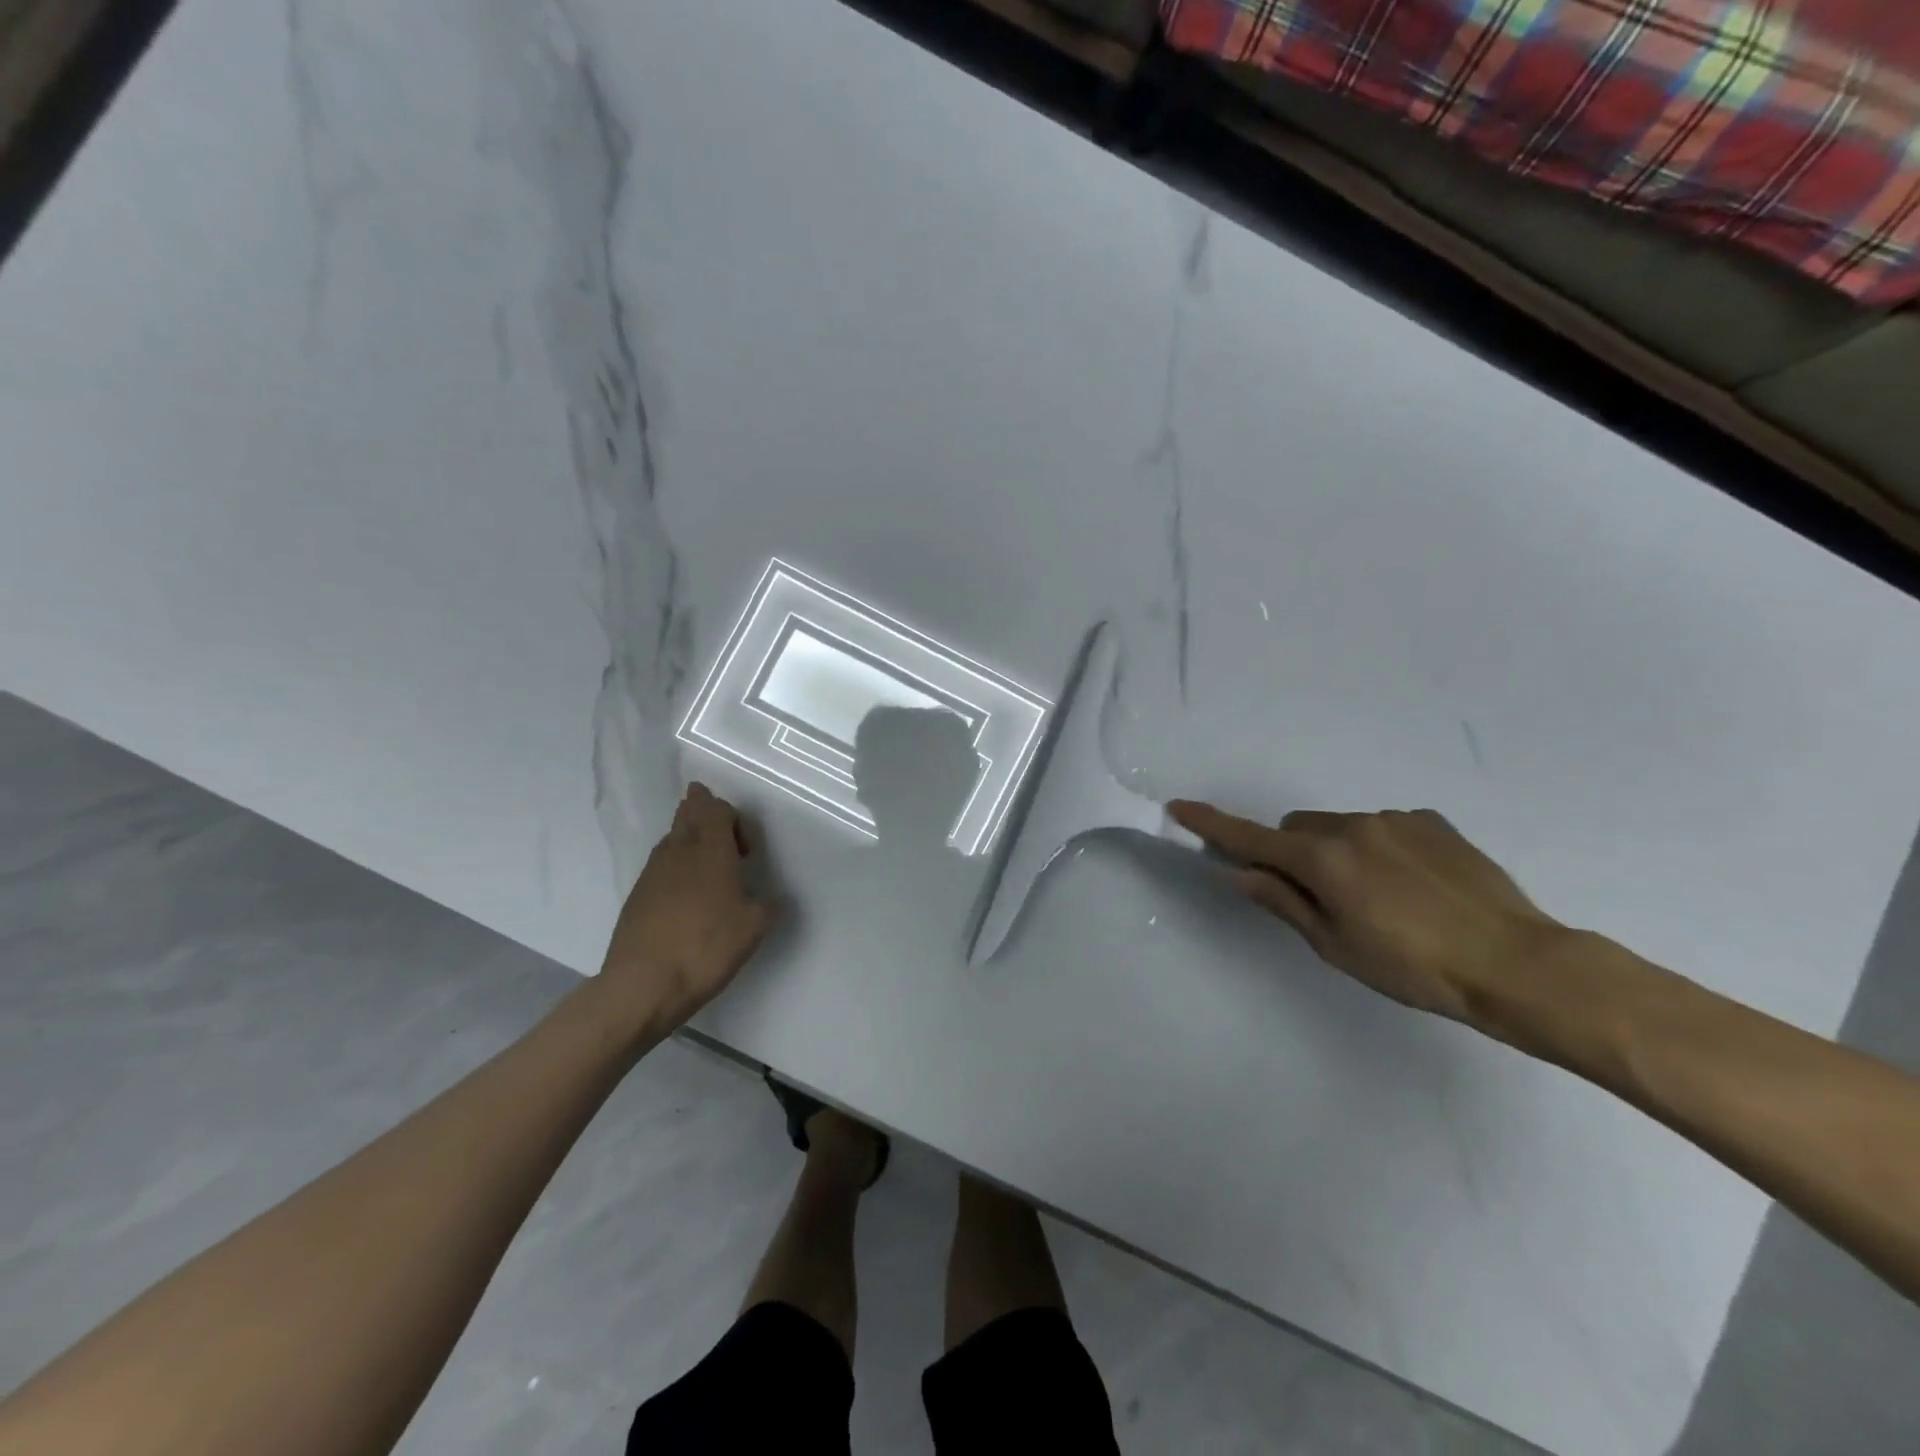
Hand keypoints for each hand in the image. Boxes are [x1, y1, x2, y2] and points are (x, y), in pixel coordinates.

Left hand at [598, 783, 775, 1030]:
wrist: (643, 985)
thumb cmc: (706, 947)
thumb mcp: (754, 928)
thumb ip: (767, 905)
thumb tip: (770, 899)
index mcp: (711, 850)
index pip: (716, 809)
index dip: (732, 818)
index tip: (746, 851)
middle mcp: (679, 852)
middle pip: (688, 814)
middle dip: (701, 809)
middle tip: (716, 821)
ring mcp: (652, 873)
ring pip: (671, 840)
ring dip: (688, 840)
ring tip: (705, 863)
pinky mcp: (636, 897)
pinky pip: (660, 867)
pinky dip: (674, 868)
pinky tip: (685, 896)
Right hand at [1167, 801, 1565, 1022]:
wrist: (1518, 964)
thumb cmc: (1414, 968)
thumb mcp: (1335, 946)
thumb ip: (1283, 902)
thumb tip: (1240, 873)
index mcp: (1323, 859)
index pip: (1250, 838)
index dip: (1211, 824)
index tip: (1179, 808)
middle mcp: (1352, 825)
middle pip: (1296, 827)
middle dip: (1293, 852)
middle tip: (1320, 898)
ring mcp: (1395, 819)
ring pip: (1340, 827)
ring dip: (1338, 851)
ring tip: (1382, 899)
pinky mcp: (1432, 821)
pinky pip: (1383, 826)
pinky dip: (1378, 848)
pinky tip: (1414, 887)